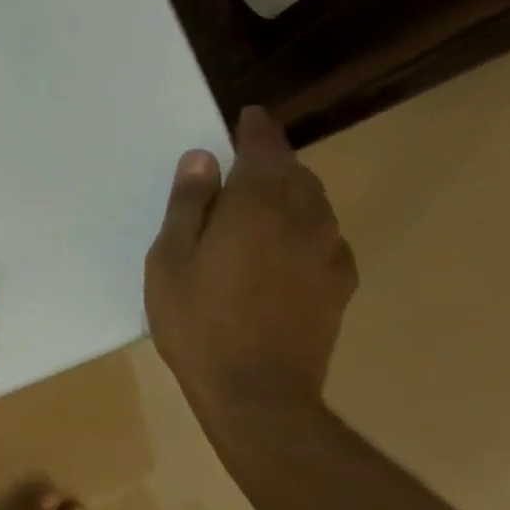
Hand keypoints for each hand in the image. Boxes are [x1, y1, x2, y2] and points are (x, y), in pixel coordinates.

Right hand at [144, 106, 356, 425]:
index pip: (264, 148)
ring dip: (290, 196)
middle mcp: (305, 217)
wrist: (256, 392)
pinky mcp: (339, 286)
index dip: (255, 129)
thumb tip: (202, 158)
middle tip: (241, 171)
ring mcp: (328, 252)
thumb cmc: (198, 322)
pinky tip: (282, 253)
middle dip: (272, 164)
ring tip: (259, 211)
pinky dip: (303, 231)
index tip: (247, 117)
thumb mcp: (171, 260)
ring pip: (314, 206)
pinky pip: (323, 240)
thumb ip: (189, 205)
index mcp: (259, 204)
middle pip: (295, 173)